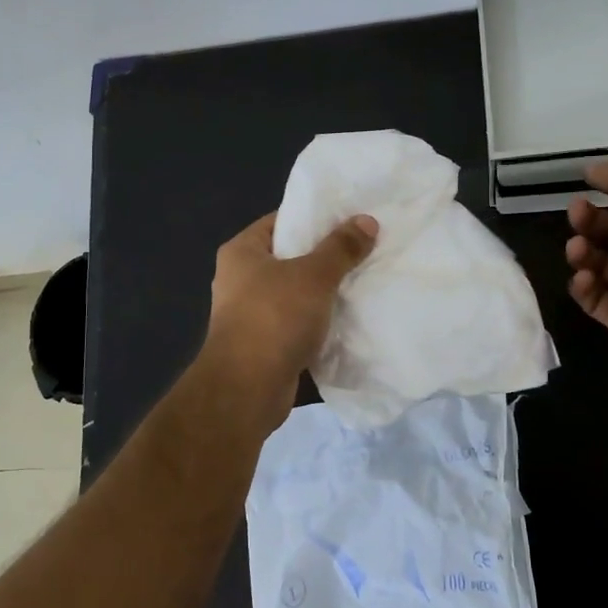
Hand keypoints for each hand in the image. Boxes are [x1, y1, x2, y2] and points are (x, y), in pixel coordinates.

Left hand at [202, 210, 378, 433]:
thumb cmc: (274, 317)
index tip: (350, 218)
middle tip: (365, 250)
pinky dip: (320, 324)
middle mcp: (240, 280)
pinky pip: (298, 326)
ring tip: (365, 282)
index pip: (280, 221)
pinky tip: (351, 320)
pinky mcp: (264, 346)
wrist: (247, 389)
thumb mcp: (314, 275)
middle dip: (326, 258)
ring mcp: (250, 315)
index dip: (314, 218)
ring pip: (297, 295)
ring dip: (325, 294)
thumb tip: (367, 221)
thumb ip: (341, 248)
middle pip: (291, 258)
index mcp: (242, 252)